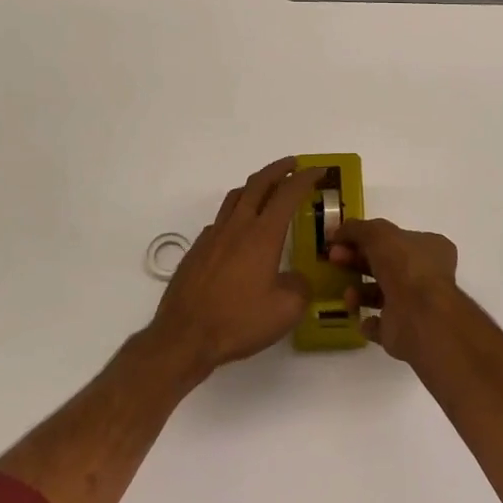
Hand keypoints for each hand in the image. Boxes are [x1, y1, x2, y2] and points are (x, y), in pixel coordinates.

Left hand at [148, 158, 324, 373]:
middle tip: (293, 165)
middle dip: (278, 170)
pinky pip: (220, 221)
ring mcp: (212, 236)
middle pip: (258, 184)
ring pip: (235, 197)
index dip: (305, 178)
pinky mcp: (196, 250)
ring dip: (254, 186)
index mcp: (262, 235)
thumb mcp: (285, 311)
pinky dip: (235, 214)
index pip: (287, 194)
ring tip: (266, 189)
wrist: (184, 337)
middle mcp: (237, 227)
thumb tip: (297, 277)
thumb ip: (300, 287)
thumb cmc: (238, 321)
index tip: (318, 170)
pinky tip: (239, 231)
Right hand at [332, 218, 461, 363]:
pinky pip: (381, 324)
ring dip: (359, 292)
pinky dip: (367, 321)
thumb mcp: (378, 234)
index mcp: (429, 248)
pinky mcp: (404, 330)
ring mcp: (416, 304)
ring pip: (381, 294)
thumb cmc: (405, 266)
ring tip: (348, 295)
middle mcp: (425, 274)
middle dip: (356, 260)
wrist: (419, 317)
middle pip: (384, 264)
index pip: (396, 238)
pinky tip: (358, 316)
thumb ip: (357, 229)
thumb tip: (337, 231)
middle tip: (333, 259)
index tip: (341, 239)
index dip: (367, 236)